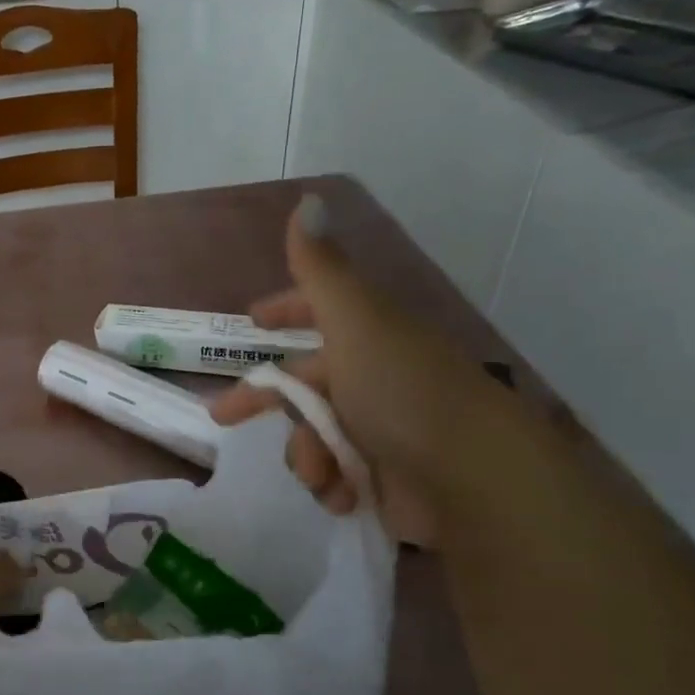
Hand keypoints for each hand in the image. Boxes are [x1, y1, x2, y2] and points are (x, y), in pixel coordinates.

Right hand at [209, 195, 503, 544]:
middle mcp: (372, 377)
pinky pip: (333, 476)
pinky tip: (344, 496)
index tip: (252, 321)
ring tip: (323, 474)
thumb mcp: (356, 321)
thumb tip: (307, 199)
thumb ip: (321, 269)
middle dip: (264, 402)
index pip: (319, 312)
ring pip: (310, 434)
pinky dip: (331, 485)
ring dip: (305, 455)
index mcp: (367, 336)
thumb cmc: (404, 391)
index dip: (285, 310)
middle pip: (302, 382)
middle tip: (221, 419)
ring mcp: (378, 430)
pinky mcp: (382, 478)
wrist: (473, 482)